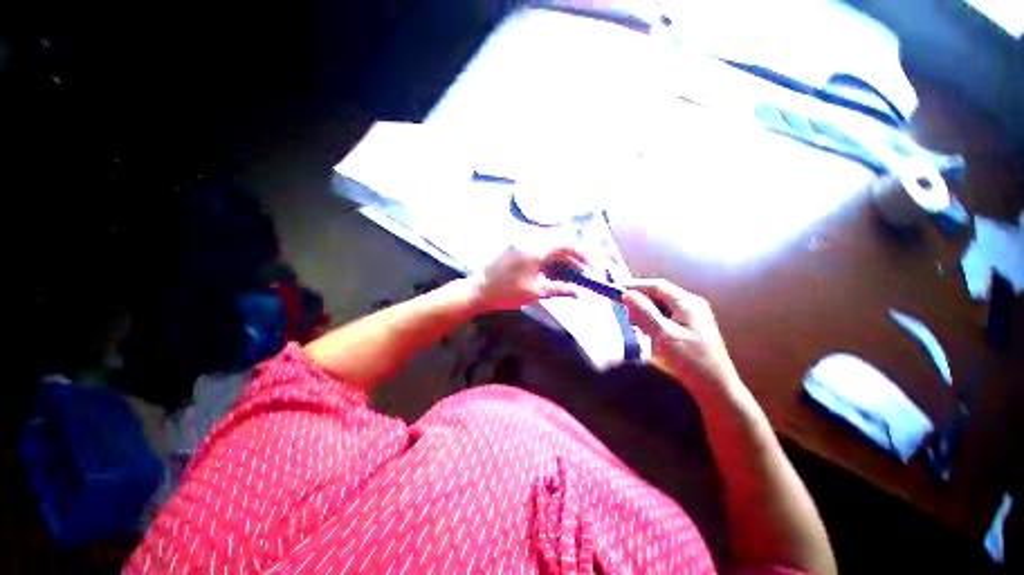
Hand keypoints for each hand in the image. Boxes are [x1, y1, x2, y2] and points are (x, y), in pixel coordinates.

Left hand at [470, 246, 588, 311]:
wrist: (478, 290)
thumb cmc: (507, 293)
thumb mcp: (536, 292)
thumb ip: (560, 289)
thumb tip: (579, 293)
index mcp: (536, 250)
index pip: (566, 245)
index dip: (581, 255)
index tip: (590, 267)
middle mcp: (529, 240)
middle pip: (558, 244)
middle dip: (572, 258)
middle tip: (580, 274)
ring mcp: (521, 242)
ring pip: (548, 246)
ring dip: (560, 259)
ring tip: (568, 275)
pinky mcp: (515, 247)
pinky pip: (537, 248)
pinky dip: (548, 258)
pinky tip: (552, 271)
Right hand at [622, 279, 740, 393]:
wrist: (715, 388)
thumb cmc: (690, 361)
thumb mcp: (664, 335)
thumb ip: (644, 313)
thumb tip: (626, 294)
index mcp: (688, 302)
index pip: (657, 286)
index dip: (635, 286)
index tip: (615, 291)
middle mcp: (692, 304)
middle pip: (660, 294)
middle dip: (640, 300)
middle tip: (623, 311)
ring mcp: (693, 316)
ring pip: (662, 305)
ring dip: (645, 310)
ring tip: (632, 322)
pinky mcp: (690, 327)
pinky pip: (666, 316)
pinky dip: (652, 319)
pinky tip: (646, 330)